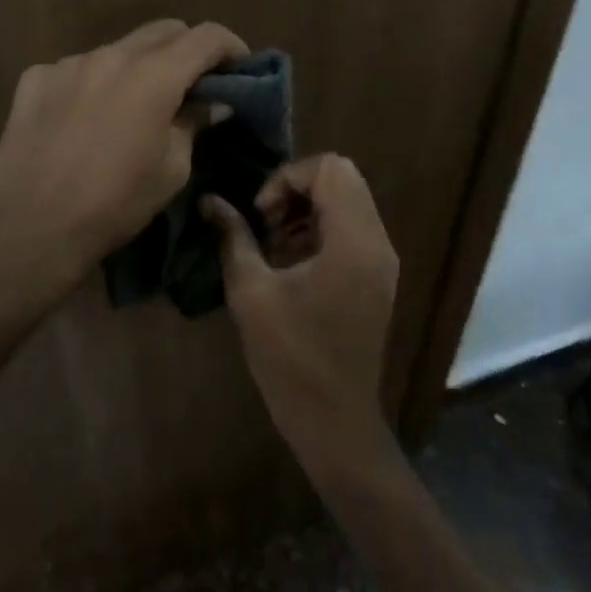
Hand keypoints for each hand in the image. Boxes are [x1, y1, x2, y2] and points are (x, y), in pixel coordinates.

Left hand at [0, 19, 248, 313]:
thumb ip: (193, 124)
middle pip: (163, 31)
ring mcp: (69, 63)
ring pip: (118, 49)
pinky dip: (94, 83)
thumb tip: (211, 104)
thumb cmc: (114, 204)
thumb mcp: (172, 170)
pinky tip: (85, 118)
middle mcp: (111, 55)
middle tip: (193, 84)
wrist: (31, 226)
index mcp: (153, 76)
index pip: (206, 36)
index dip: (230, 47)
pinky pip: (77, 68)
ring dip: (137, 66)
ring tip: (133, 105)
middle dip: (186, 50)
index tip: (239, 68)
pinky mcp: (36, 78)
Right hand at [206, 155, 399, 472]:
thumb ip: (233, 237)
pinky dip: (320, 227)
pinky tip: (291, 260)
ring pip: (348, 200)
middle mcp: (377, 243)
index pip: (329, 169)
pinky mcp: (376, 277)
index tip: (262, 215)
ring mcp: (381, 261)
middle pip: (342, 178)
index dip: (287, 179)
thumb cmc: (291, 358)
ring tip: (274, 242)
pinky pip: (351, 227)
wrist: (336, 423)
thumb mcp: (251, 293)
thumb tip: (209, 200)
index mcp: (353, 242)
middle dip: (297, 188)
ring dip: (308, 207)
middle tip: (266, 222)